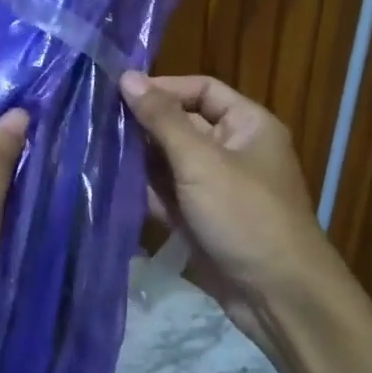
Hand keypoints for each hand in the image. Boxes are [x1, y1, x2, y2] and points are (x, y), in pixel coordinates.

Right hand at [121, 71, 339, 351]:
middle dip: (143, 125)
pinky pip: (168, 195)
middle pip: (182, 125)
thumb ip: (162, 119)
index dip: (163, 88)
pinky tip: (109, 186)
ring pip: (170, 162)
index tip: (118, 92)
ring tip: (93, 150)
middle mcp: (233, 150)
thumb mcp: (201, 161)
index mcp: (247, 125)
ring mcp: (216, 187)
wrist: (278, 296)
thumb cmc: (245, 215)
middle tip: (96, 123)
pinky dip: (144, 191)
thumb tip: (127, 76)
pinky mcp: (201, 219)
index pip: (201, 89)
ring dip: (138, 159)